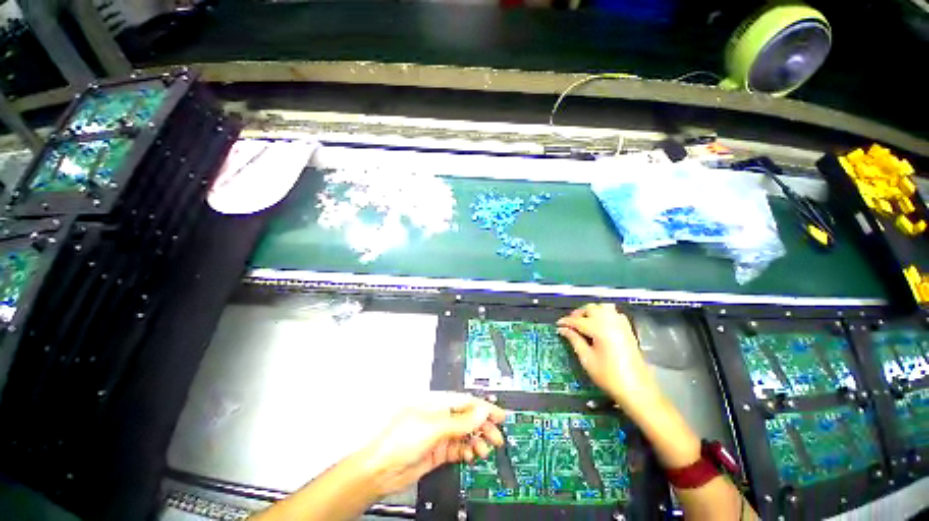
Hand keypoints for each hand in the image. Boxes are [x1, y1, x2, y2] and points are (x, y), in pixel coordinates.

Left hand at [361, 392, 505, 496]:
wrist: (380, 470)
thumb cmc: (400, 440)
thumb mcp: (433, 427)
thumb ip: (459, 421)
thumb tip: (480, 412)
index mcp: (438, 403)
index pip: (466, 402)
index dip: (484, 408)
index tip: (499, 415)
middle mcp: (440, 417)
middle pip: (468, 418)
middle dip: (483, 426)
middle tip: (496, 436)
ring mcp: (439, 434)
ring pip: (465, 434)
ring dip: (476, 440)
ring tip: (483, 449)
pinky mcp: (438, 451)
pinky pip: (458, 448)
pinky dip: (467, 451)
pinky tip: (471, 455)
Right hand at [556, 303, 662, 413]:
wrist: (637, 389)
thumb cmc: (608, 376)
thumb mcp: (587, 359)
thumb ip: (574, 340)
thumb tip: (563, 329)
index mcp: (599, 329)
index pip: (577, 320)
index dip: (566, 322)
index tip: (558, 325)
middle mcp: (610, 322)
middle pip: (590, 308)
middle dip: (578, 314)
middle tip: (570, 325)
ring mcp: (621, 324)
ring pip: (603, 307)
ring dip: (591, 311)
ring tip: (584, 322)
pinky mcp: (628, 329)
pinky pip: (613, 313)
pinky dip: (604, 314)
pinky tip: (600, 325)